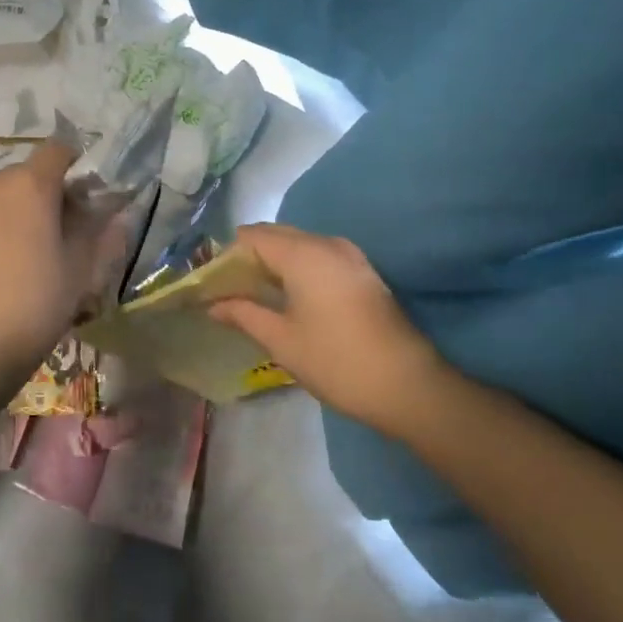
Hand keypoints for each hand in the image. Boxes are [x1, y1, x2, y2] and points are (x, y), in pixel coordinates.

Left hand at [0, 142, 115, 383]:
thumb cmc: (34, 306)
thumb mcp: (81, 271)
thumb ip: (100, 231)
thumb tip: (113, 209)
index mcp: (30, 185)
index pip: (58, 150)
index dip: (75, 167)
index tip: (83, 198)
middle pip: (24, 175)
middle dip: (42, 196)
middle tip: (52, 237)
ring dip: (9, 213)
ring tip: (14, 258)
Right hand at [209, 224, 442, 432]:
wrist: (409, 386)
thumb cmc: (337, 361)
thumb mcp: (281, 340)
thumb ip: (244, 314)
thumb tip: (213, 305)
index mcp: (303, 253)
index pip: (251, 237)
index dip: (228, 258)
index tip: (214, 286)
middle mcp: (326, 243)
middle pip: (275, 235)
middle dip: (248, 258)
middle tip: (230, 292)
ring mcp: (349, 255)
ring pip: (297, 244)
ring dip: (273, 263)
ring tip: (256, 296)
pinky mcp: (362, 271)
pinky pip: (317, 256)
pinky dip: (296, 268)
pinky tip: (288, 298)